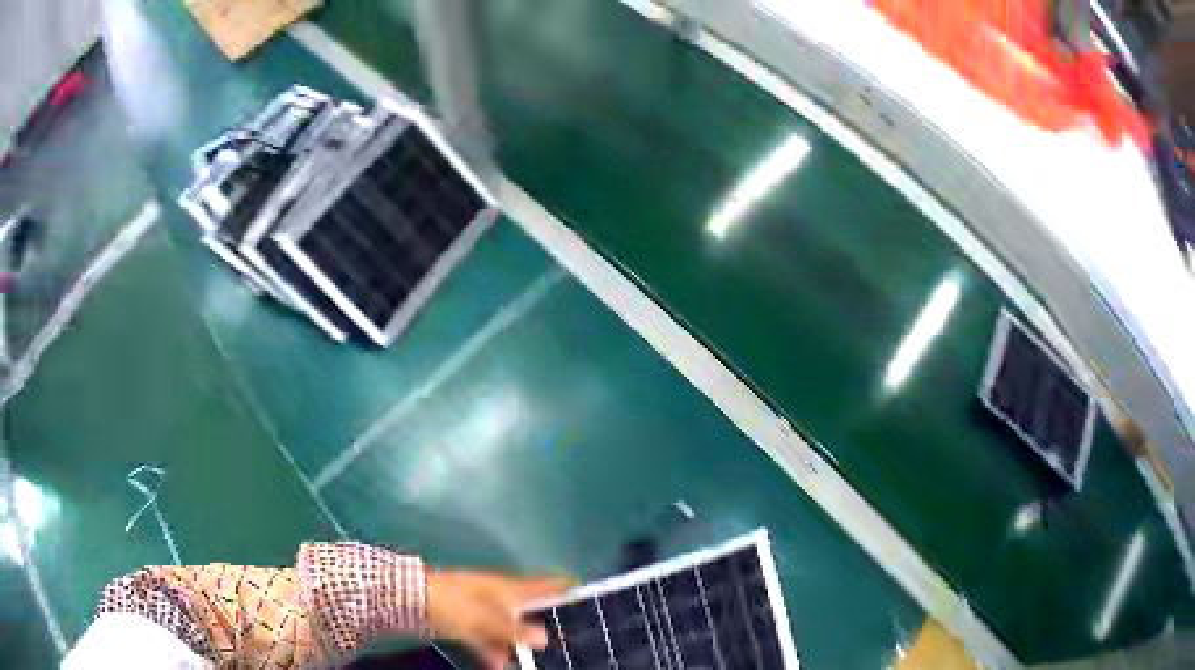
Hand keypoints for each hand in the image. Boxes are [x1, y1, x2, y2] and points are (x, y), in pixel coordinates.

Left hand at [426, 570, 574, 669]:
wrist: (414, 600)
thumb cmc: (458, 603)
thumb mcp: (490, 619)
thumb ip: (516, 630)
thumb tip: (545, 638)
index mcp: (510, 588)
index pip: (544, 585)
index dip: (563, 587)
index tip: (581, 591)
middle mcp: (500, 598)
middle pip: (528, 611)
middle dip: (541, 626)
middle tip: (561, 642)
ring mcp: (482, 611)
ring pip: (507, 630)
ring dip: (515, 647)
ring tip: (529, 663)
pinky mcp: (467, 623)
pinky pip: (487, 639)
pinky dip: (493, 652)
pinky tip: (498, 666)